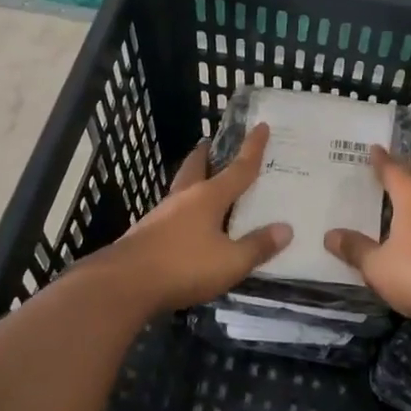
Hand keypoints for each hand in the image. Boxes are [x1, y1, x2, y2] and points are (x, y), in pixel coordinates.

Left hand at [101, 123, 292, 314]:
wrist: (124, 284)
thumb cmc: (184, 266)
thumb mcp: (231, 262)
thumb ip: (258, 246)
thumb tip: (286, 229)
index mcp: (208, 197)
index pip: (238, 168)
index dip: (253, 148)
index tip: (261, 126)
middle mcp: (184, 199)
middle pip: (196, 168)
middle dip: (205, 155)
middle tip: (210, 144)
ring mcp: (161, 215)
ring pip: (181, 189)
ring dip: (192, 181)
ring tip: (203, 184)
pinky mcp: (146, 234)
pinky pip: (171, 213)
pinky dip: (183, 210)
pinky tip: (186, 224)